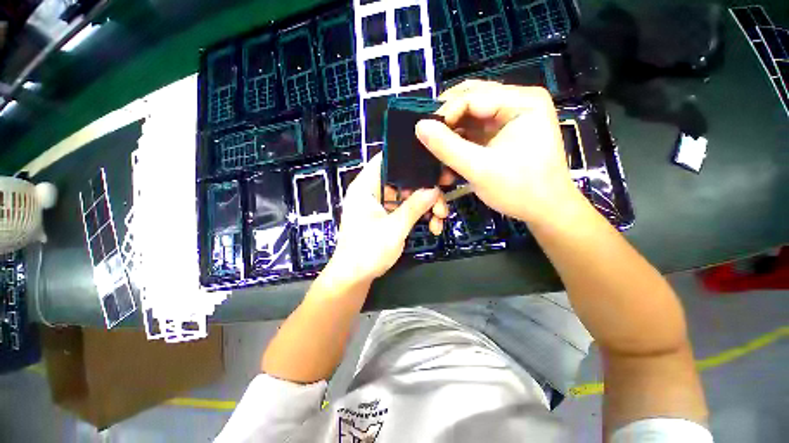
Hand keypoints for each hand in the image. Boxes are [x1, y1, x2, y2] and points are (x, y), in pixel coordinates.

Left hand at [326, 154, 441, 284]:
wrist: (354, 278)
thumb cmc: (367, 251)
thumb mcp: (394, 228)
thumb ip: (414, 207)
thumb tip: (435, 190)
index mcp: (365, 187)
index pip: (386, 159)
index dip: (408, 158)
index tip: (432, 163)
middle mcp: (373, 192)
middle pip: (403, 180)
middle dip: (425, 190)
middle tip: (443, 199)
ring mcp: (380, 205)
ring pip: (408, 196)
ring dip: (425, 206)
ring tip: (440, 219)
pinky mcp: (386, 217)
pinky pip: (405, 209)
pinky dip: (419, 216)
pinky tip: (433, 227)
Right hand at [415, 80, 578, 224]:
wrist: (545, 211)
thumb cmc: (520, 190)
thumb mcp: (479, 169)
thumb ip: (447, 147)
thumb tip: (419, 126)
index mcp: (522, 101)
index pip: (472, 96)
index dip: (445, 114)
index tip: (424, 135)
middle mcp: (517, 102)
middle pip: (471, 100)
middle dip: (447, 120)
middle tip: (427, 137)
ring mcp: (510, 118)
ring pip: (470, 116)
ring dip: (451, 133)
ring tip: (435, 149)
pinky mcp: (503, 134)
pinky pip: (474, 131)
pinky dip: (459, 143)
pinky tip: (448, 156)